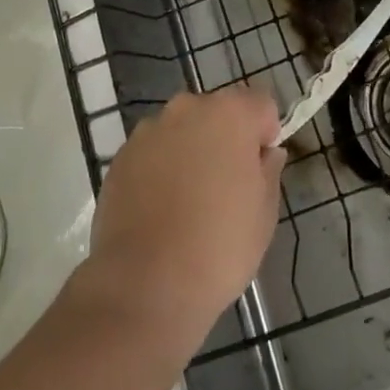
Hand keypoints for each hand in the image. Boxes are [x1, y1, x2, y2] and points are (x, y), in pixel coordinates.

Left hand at [80, 87, 284, 349]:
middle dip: (226, 139)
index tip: (260, 169)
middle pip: (217, 112)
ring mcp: (149, 130)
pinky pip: (153, 152)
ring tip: (189, 202)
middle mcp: (187, 108)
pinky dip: (160, 169)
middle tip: (227, 187)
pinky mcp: (121, 156)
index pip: (261, 105)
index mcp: (230, 114)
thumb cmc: (219, 247)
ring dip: (191, 151)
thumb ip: (269, 171)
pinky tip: (160, 210)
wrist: (145, 285)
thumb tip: (266, 153)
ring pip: (182, 130)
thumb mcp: (264, 214)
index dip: (265, 133)